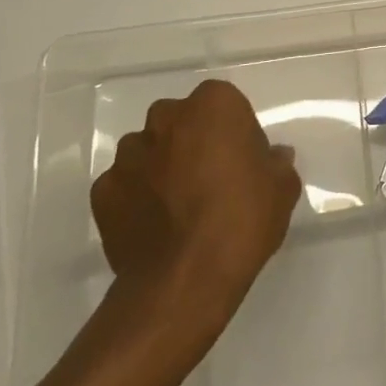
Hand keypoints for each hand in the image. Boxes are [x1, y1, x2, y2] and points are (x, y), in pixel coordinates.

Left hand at [90, 80, 301, 319]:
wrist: (184, 281)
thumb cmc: (242, 220)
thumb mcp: (282, 189)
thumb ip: (276, 163)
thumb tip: (271, 157)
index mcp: (213, 105)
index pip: (224, 104)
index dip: (234, 131)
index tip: (242, 161)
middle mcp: (165, 118)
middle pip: (181, 121)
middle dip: (192, 142)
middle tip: (211, 180)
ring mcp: (129, 154)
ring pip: (149, 150)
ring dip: (162, 167)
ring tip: (178, 208)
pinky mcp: (102, 191)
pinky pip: (126, 185)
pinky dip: (137, 198)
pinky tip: (154, 226)